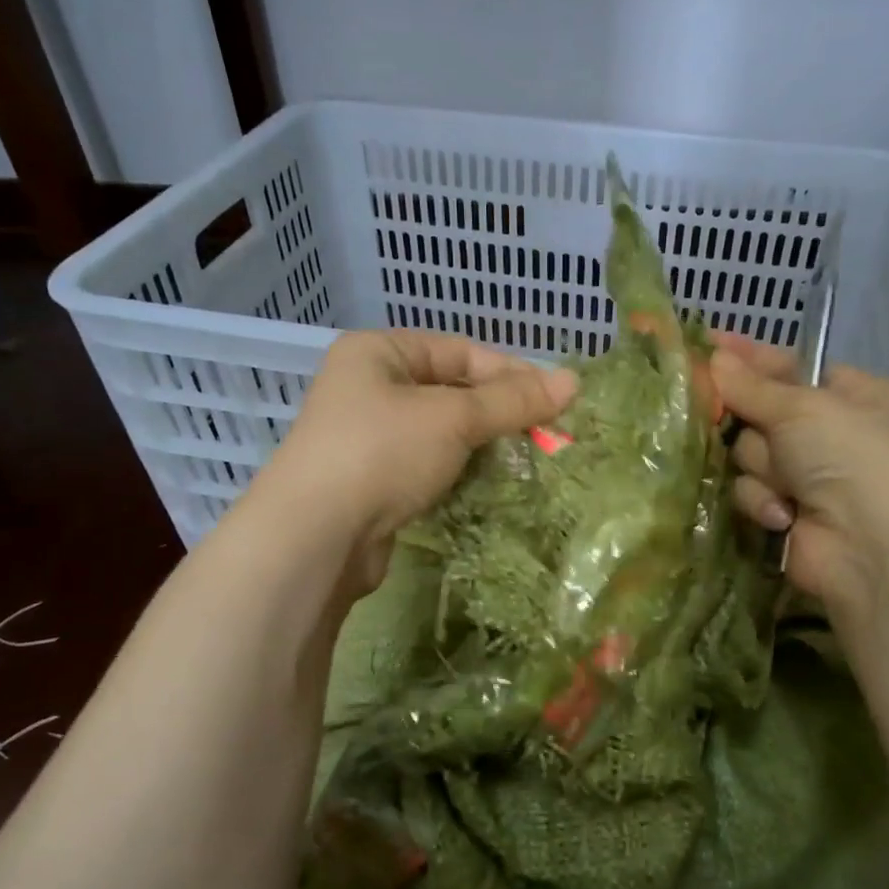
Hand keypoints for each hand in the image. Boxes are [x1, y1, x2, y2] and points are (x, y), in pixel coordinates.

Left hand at [253, 331, 576, 588]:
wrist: (315, 537)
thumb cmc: (382, 454)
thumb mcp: (453, 418)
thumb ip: (512, 400)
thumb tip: (573, 380)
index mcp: (378, 353)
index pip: (460, 351)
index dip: (510, 372)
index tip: (555, 400)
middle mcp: (368, 388)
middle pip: (451, 391)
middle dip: (498, 412)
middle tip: (545, 435)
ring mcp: (367, 438)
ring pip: (441, 432)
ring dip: (481, 445)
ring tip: (524, 461)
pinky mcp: (372, 482)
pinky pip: (426, 465)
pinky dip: (458, 472)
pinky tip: (486, 485)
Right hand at [710, 336, 888, 618]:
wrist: (869, 546)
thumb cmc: (849, 456)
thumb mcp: (801, 407)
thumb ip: (751, 386)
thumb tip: (714, 358)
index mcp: (853, 396)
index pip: (790, 366)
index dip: (751, 358)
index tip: (709, 345)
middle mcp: (832, 433)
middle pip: (762, 413)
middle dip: (753, 425)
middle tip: (728, 417)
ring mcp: (809, 476)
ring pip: (750, 455)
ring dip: (762, 468)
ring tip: (787, 483)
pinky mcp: (787, 512)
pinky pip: (752, 491)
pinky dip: (765, 501)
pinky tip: (784, 514)